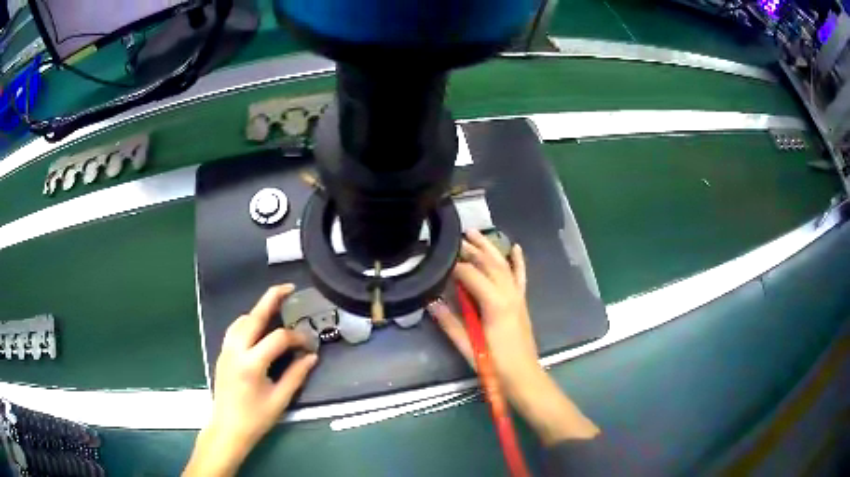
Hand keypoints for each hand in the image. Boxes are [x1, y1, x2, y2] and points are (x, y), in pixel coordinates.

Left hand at [184, 284, 317, 476]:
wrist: (228, 429)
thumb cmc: (256, 418)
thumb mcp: (280, 399)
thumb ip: (296, 375)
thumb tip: (311, 356)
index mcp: (251, 363)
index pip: (278, 338)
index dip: (297, 337)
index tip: (310, 344)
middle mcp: (235, 350)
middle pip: (253, 317)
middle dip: (271, 299)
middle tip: (288, 289)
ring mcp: (226, 351)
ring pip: (240, 320)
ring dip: (257, 311)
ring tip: (274, 308)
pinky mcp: (222, 354)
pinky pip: (234, 329)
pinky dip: (247, 322)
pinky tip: (258, 329)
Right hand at [428, 229, 537, 392]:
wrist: (523, 376)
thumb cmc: (494, 365)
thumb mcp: (468, 346)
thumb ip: (450, 323)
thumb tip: (431, 302)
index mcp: (494, 304)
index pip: (471, 275)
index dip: (455, 265)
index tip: (439, 259)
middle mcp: (508, 294)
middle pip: (489, 264)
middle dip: (471, 249)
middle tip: (455, 237)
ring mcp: (517, 297)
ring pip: (503, 266)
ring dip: (489, 248)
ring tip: (476, 233)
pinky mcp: (521, 302)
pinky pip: (520, 277)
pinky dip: (518, 262)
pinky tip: (515, 248)